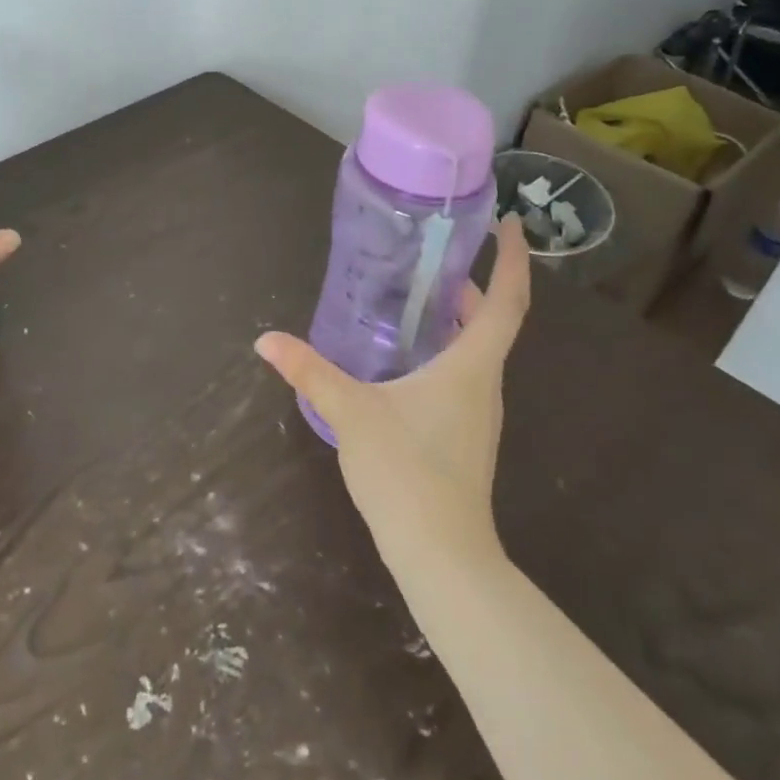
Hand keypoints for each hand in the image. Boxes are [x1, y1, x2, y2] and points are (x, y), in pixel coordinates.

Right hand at [254, 217, 530, 566]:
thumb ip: (309, 371)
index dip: (513, 260)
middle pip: (493, 321)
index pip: (507, 301)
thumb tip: (266, 341)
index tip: (508, 224)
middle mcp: (485, 383)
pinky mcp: (465, 434)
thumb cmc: (407, 471)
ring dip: (458, 317)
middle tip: (436, 255)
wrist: (440, 556)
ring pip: (477, 350)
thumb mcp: (350, 412)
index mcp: (471, 366)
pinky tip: (406, 356)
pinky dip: (445, 349)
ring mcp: (478, 412)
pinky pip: (463, 374)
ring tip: (415, 296)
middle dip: (474, 283)